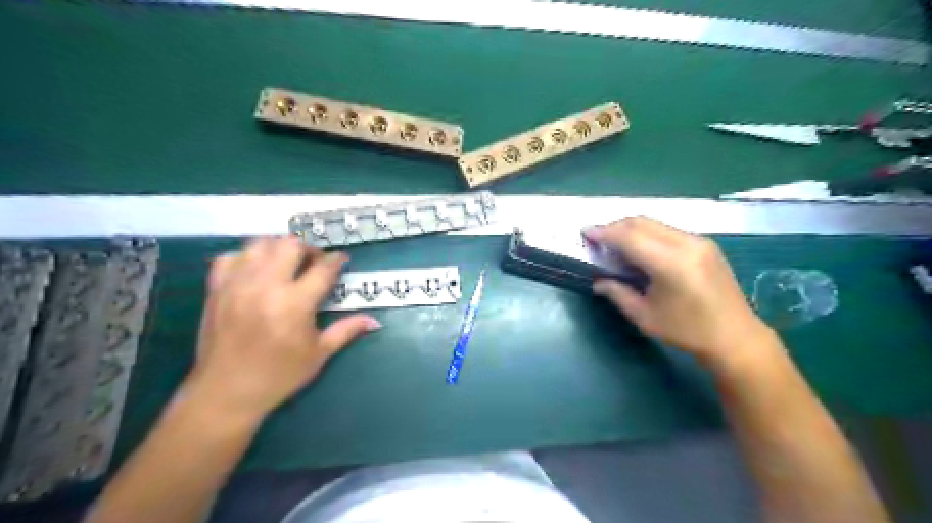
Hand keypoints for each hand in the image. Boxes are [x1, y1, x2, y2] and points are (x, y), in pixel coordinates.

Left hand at [184, 236, 380, 425]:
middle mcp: (266, 287)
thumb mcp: (319, 354)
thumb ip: (346, 330)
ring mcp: (237, 285)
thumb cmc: (279, 375)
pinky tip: (256, 272)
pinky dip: (246, 258)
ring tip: (286, 263)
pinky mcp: (216, 289)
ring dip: (278, 248)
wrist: (226, 393)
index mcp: (294, 304)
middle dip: (308, 248)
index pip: (322, 268)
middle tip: (314, 263)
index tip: (342, 260)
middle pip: (290, 244)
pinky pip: (230, 257)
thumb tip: (375, 321)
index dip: (336, 260)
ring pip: (260, 243)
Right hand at [590, 217, 771, 363]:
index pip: (629, 237)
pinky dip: (648, 233)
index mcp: (670, 263)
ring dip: (631, 229)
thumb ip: (618, 294)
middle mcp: (686, 244)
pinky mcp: (705, 244)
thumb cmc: (687, 331)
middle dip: (615, 226)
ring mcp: (699, 241)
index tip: (585, 232)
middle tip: (597, 238)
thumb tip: (598, 282)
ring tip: (615, 244)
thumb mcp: (645, 317)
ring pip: (655, 223)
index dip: (604, 233)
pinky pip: (668, 230)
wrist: (736, 337)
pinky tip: (640, 249)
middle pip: (641, 222)